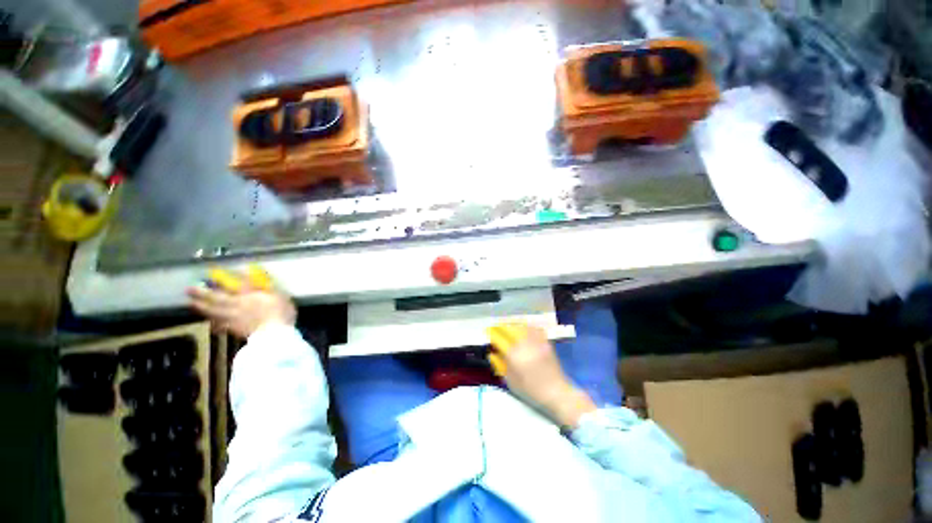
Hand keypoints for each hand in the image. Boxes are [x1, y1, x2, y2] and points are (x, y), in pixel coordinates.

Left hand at [187, 285, 295, 338]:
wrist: (274, 334)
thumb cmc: (280, 312)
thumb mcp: (280, 296)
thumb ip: (269, 288)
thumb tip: (261, 280)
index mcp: (249, 295)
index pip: (236, 284)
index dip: (225, 278)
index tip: (214, 272)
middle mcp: (237, 304)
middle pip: (217, 298)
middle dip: (203, 293)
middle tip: (188, 289)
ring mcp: (233, 318)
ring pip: (214, 311)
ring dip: (202, 307)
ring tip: (192, 304)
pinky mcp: (234, 330)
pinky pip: (220, 325)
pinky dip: (214, 323)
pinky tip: (211, 323)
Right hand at [488, 324, 595, 427]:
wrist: (557, 392)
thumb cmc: (531, 390)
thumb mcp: (511, 381)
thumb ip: (500, 365)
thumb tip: (492, 353)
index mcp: (514, 355)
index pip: (499, 338)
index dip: (492, 333)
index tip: (488, 332)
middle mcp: (524, 344)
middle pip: (509, 328)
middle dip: (501, 327)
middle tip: (497, 329)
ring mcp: (536, 341)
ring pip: (521, 325)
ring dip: (512, 325)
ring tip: (508, 327)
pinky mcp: (545, 341)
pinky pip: (533, 328)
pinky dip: (526, 326)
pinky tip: (523, 329)